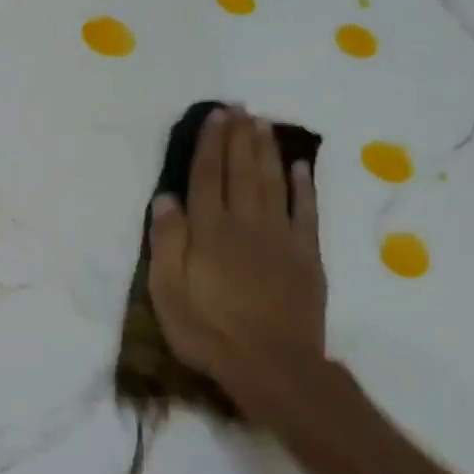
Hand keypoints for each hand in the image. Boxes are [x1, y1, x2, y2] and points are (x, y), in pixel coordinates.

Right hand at [147, 108, 327, 417]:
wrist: (272, 366)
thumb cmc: (208, 331)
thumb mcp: (168, 293)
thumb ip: (167, 243)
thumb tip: (165, 198)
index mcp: (209, 232)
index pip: (206, 178)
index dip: (209, 145)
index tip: (214, 116)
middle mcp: (245, 224)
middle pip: (241, 172)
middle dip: (238, 137)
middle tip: (238, 107)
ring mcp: (281, 238)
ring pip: (273, 183)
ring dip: (266, 151)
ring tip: (262, 123)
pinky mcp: (307, 256)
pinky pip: (307, 212)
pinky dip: (304, 187)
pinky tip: (300, 167)